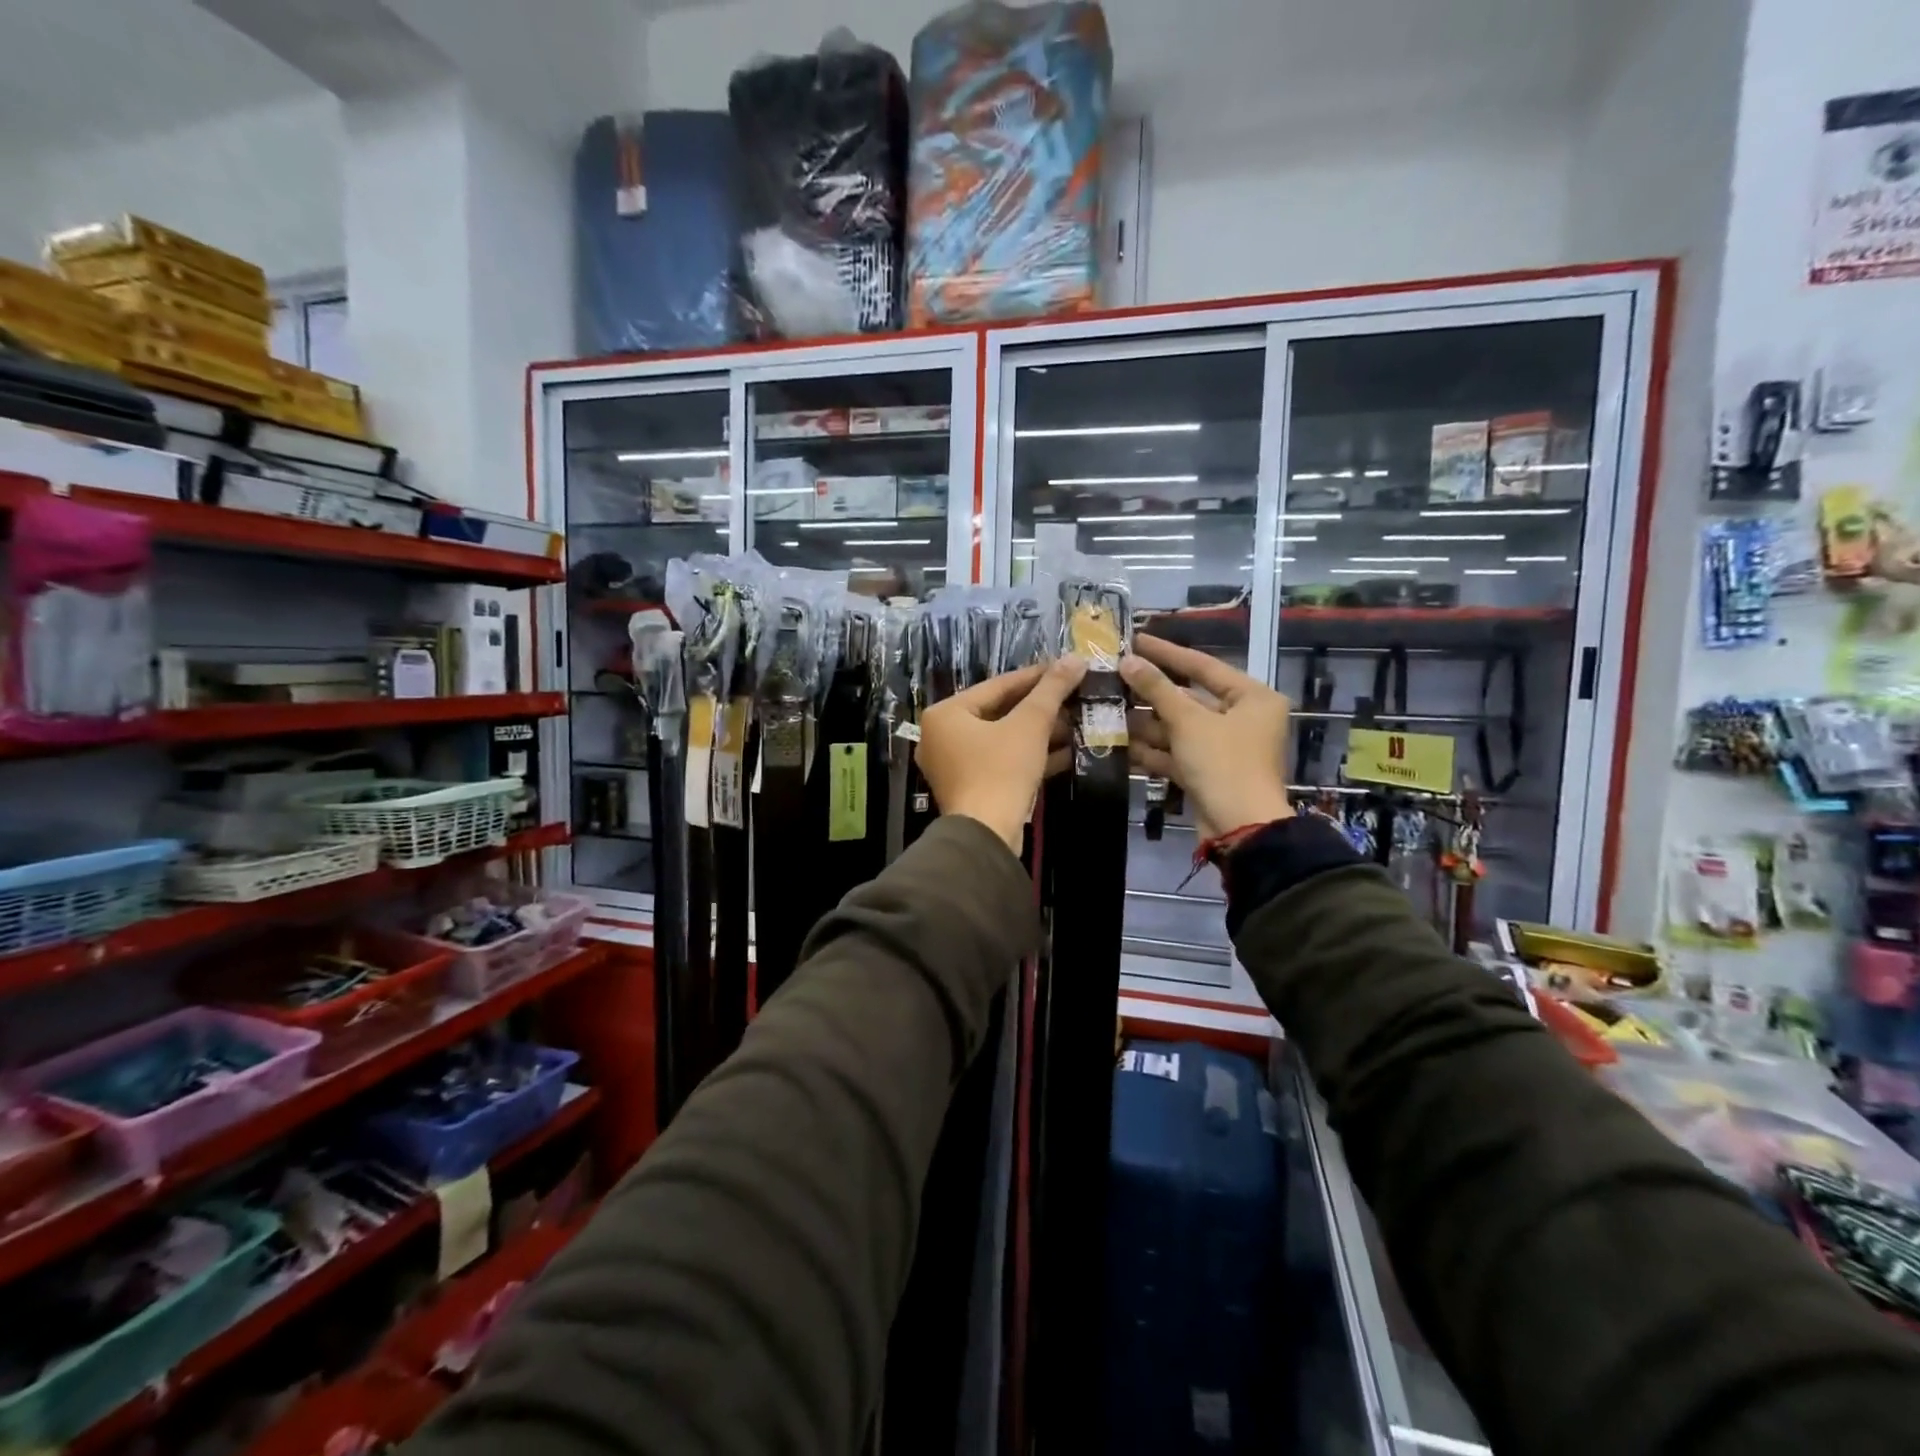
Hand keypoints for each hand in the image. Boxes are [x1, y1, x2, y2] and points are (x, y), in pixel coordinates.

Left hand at [918, 657, 1087, 850]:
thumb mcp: (1029, 725)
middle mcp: (943, 737)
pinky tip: (1069, 752)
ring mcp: (955, 766)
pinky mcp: (972, 788)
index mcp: (946, 714)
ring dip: (1040, 733)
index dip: (1036, 676)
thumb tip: (1076, 658)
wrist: (987, 835)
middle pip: (1000, 712)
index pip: (997, 686)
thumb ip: (1051, 690)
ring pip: (1004, 739)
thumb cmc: (1001, 770)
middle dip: (1041, 708)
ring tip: (1077, 722)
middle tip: (1075, 697)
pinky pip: (1003, 762)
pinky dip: (1031, 756)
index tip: (1066, 667)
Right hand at [1120, 635, 1292, 839]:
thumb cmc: (1223, 764)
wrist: (1240, 829)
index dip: (1167, 653)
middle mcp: (1242, 718)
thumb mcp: (1188, 721)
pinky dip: (1153, 750)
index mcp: (1252, 698)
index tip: (1135, 640)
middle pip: (1189, 699)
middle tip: (1113, 678)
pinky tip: (1120, 745)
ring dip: (1146, 724)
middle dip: (1150, 694)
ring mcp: (1224, 748)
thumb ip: (1156, 689)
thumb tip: (1128, 661)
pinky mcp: (1208, 773)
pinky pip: (1177, 753)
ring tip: (1108, 710)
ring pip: (1179, 728)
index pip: (1203, 666)